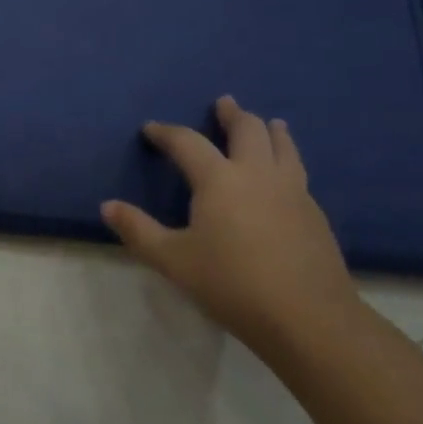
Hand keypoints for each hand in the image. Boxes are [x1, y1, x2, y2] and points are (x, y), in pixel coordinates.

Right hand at [101, 97, 361, 357]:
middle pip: (247, 129)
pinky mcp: (315, 214)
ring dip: (271, 130)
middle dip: (232, 115)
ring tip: (270, 123)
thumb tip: (107, 206)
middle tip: (224, 104)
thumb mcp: (174, 261)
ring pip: (283, 146)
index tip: (151, 129)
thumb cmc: (233, 285)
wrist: (309, 319)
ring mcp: (292, 191)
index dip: (166, 132)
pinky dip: (288, 160)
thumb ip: (138, 231)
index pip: (187, 142)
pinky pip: (298, 173)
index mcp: (219, 179)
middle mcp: (257, 174)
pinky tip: (286, 175)